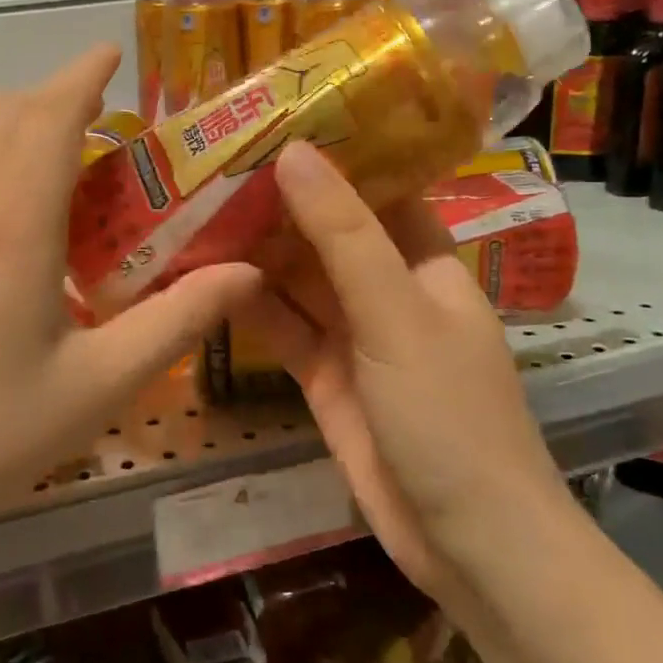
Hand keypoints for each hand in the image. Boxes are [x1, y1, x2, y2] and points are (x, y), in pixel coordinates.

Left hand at [0, 46, 262, 553]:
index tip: (111, 52)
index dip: (82, 76)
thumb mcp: (97, 388)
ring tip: (57, 154)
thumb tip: (247, 272)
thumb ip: (177, 321)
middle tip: (99, 109)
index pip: (50, 119)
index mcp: (14, 229)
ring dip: (13, 128)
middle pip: (3, 118)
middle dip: (53, 95)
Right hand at [241, 142, 567, 599]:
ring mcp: (354, 334)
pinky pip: (283, 326)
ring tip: (195, 207)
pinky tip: (205, 277)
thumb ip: (343, 235)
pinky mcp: (324, 376)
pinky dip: (250, 305)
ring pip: (299, 278)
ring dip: (256, 250)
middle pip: (328, 230)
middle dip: (279, 201)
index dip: (334, 152)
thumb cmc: (448, 415)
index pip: (379, 186)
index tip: (274, 118)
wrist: (467, 544)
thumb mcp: (395, 313)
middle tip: (212, 161)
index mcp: (426, 261)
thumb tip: (293, 153)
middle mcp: (389, 288)